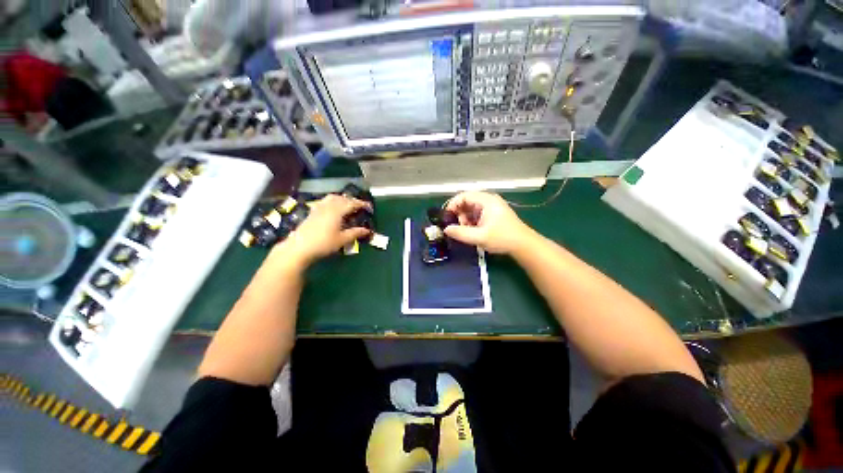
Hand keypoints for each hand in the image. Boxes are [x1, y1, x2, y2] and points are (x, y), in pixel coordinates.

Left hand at [273, 194, 371, 267]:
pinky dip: (332, 201)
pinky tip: (333, 208)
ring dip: (342, 199)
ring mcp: (318, 208)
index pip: (352, 203)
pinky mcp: (312, 212)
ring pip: (332, 198)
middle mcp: (328, 206)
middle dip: (353, 200)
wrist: (299, 248)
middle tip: (360, 207)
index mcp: (337, 211)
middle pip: (342, 198)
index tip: (370, 207)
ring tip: (347, 205)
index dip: (362, 204)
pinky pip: (325, 201)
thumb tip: (367, 230)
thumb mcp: (342, 240)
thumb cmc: (323, 244)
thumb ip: (355, 233)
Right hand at [443, 191, 533, 254]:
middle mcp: (489, 200)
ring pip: (471, 209)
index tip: (447, 217)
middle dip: (459, 214)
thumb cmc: (502, 238)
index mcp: (486, 200)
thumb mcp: (479, 237)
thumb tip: (446, 229)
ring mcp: (492, 207)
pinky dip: (472, 221)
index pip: (464, 196)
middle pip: (467, 202)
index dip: (453, 205)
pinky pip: (477, 214)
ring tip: (466, 231)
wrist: (523, 245)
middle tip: (458, 227)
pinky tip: (473, 232)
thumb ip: (461, 233)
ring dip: (465, 219)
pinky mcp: (493, 214)